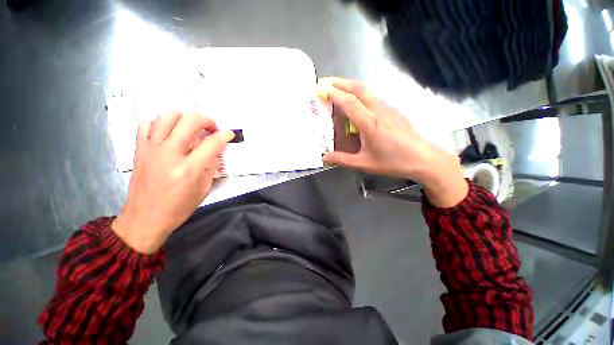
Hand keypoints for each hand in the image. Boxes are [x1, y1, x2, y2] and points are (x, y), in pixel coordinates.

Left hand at [112, 112, 234, 253]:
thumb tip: (216, 149)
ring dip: (184, 117)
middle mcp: (170, 154)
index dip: (224, 135)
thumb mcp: (204, 189)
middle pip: (190, 121)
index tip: (229, 134)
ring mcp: (151, 149)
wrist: (145, 218)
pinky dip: (160, 124)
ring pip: (167, 116)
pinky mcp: (139, 150)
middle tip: (212, 128)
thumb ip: (211, 166)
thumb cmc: (179, 208)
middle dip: (207, 120)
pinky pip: (147, 125)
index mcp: (189, 169)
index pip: (212, 143)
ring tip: (191, 127)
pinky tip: (168, 134)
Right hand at [320, 78, 467, 207]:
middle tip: (326, 82)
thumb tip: (325, 157)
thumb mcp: (364, 164)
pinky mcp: (393, 110)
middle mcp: (379, 110)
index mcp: (370, 123)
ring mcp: (388, 108)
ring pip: (367, 91)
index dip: (334, 94)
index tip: (322, 89)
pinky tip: (356, 105)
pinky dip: (360, 95)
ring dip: (350, 87)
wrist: (423, 159)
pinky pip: (373, 98)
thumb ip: (342, 160)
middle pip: (359, 88)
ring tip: (338, 91)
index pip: (350, 102)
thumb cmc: (393, 162)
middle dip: (341, 82)